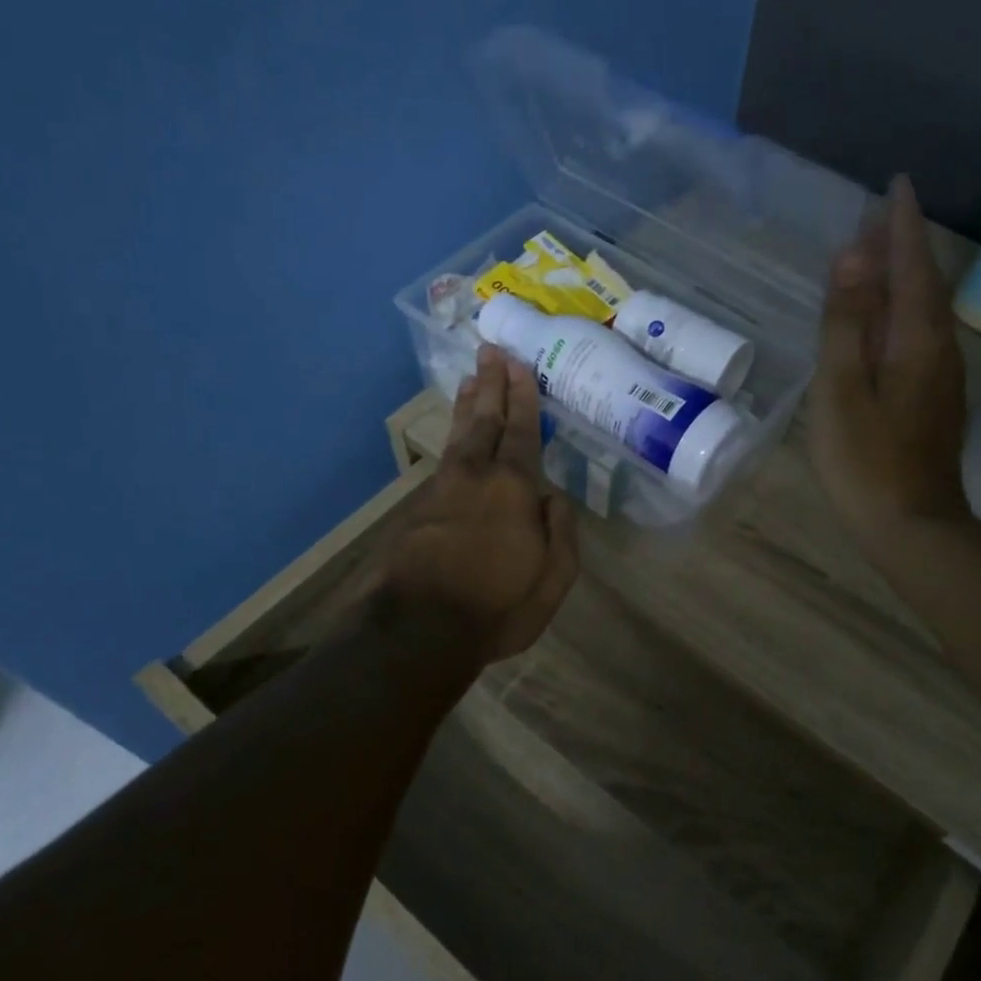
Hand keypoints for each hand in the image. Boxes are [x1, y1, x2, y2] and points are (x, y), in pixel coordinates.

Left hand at [381, 346, 578, 662]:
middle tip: (490, 351)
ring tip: (471, 379)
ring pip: (460, 436)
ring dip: (469, 405)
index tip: (519, 364)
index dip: (523, 397)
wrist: (419, 629)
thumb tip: (553, 495)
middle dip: (491, 385)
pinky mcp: (420, 508)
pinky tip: (457, 436)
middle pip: (486, 421)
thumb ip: (561, 531)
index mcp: (514, 488)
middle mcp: (477, 477)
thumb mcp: (553, 577)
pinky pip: (445, 458)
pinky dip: (454, 437)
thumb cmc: (498, 605)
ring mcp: (443, 490)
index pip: (523, 431)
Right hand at [808, 174, 971, 545]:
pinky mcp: (935, 398)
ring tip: (882, 255)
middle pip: (925, 282)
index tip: (895, 184)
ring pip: (927, 308)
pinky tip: (890, 317)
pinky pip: (923, 333)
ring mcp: (941, 375)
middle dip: (906, 244)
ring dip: (908, 275)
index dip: (900, 225)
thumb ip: (845, 323)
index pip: (910, 265)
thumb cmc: (865, 460)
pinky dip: (906, 308)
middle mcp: (938, 347)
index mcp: (915, 339)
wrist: (912, 525)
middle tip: (882, 214)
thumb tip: (851, 255)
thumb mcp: (840, 390)